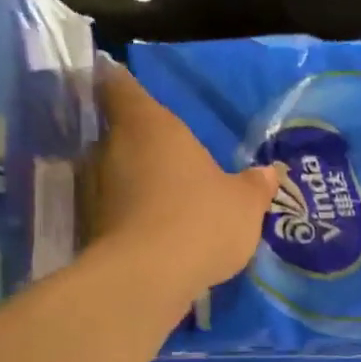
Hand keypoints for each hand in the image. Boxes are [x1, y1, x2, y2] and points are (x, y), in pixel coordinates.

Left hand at [87, 61, 279, 292]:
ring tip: (164, 198)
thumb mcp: (244, 204)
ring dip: (134, 182)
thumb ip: (255, 185)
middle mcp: (112, 148)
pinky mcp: (90, 227)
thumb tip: (270, 172)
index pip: (121, 87)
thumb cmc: (201, 220)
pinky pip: (113, 210)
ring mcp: (94, 189)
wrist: (148, 278)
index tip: (123, 82)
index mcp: (150, 126)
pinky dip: (129, 215)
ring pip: (113, 173)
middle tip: (169, 157)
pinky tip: (155, 232)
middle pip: (118, 133)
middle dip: (140, 143)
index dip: (122, 83)